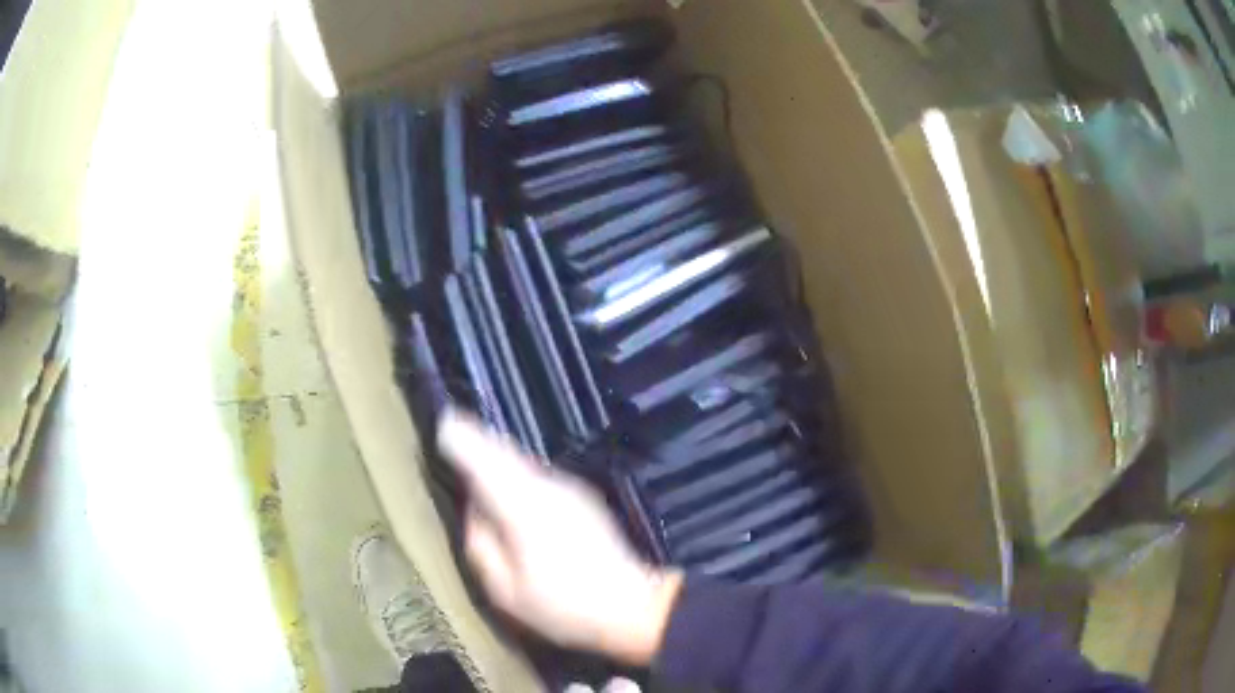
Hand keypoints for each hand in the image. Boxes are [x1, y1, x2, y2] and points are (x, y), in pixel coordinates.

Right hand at [438, 409, 682, 664]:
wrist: (633, 607)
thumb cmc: (564, 606)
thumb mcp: (506, 591)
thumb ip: (482, 546)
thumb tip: (475, 511)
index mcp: (524, 508)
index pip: (485, 463)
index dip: (463, 441)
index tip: (442, 422)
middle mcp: (547, 487)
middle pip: (506, 453)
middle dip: (477, 438)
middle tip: (452, 425)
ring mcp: (569, 490)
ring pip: (523, 462)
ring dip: (497, 454)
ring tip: (472, 447)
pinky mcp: (582, 498)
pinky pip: (537, 476)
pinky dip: (515, 471)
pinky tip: (506, 481)